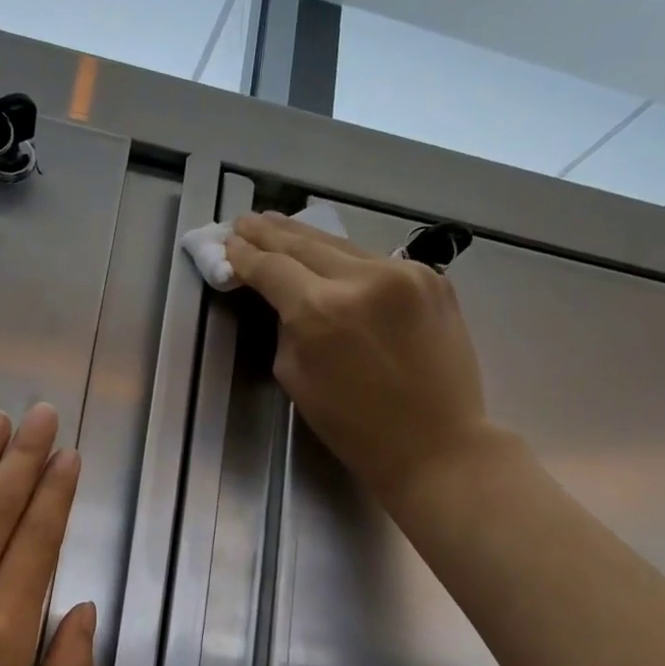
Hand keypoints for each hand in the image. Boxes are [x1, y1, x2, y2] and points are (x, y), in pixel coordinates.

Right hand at [225, 212, 497, 509]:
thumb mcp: (295, 377)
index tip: (228, 243)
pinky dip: (346, 257)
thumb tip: (285, 298)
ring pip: (342, 245)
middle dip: (270, 232)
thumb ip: (286, 328)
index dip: (245, 255)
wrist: (436, 444)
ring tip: (278, 225)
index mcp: (320, 311)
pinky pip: (376, 261)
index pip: (271, 268)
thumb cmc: (353, 426)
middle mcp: (362, 279)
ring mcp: (404, 273)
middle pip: (304, 243)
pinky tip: (329, 254)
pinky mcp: (433, 279)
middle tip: (245, 221)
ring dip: (306, 237)